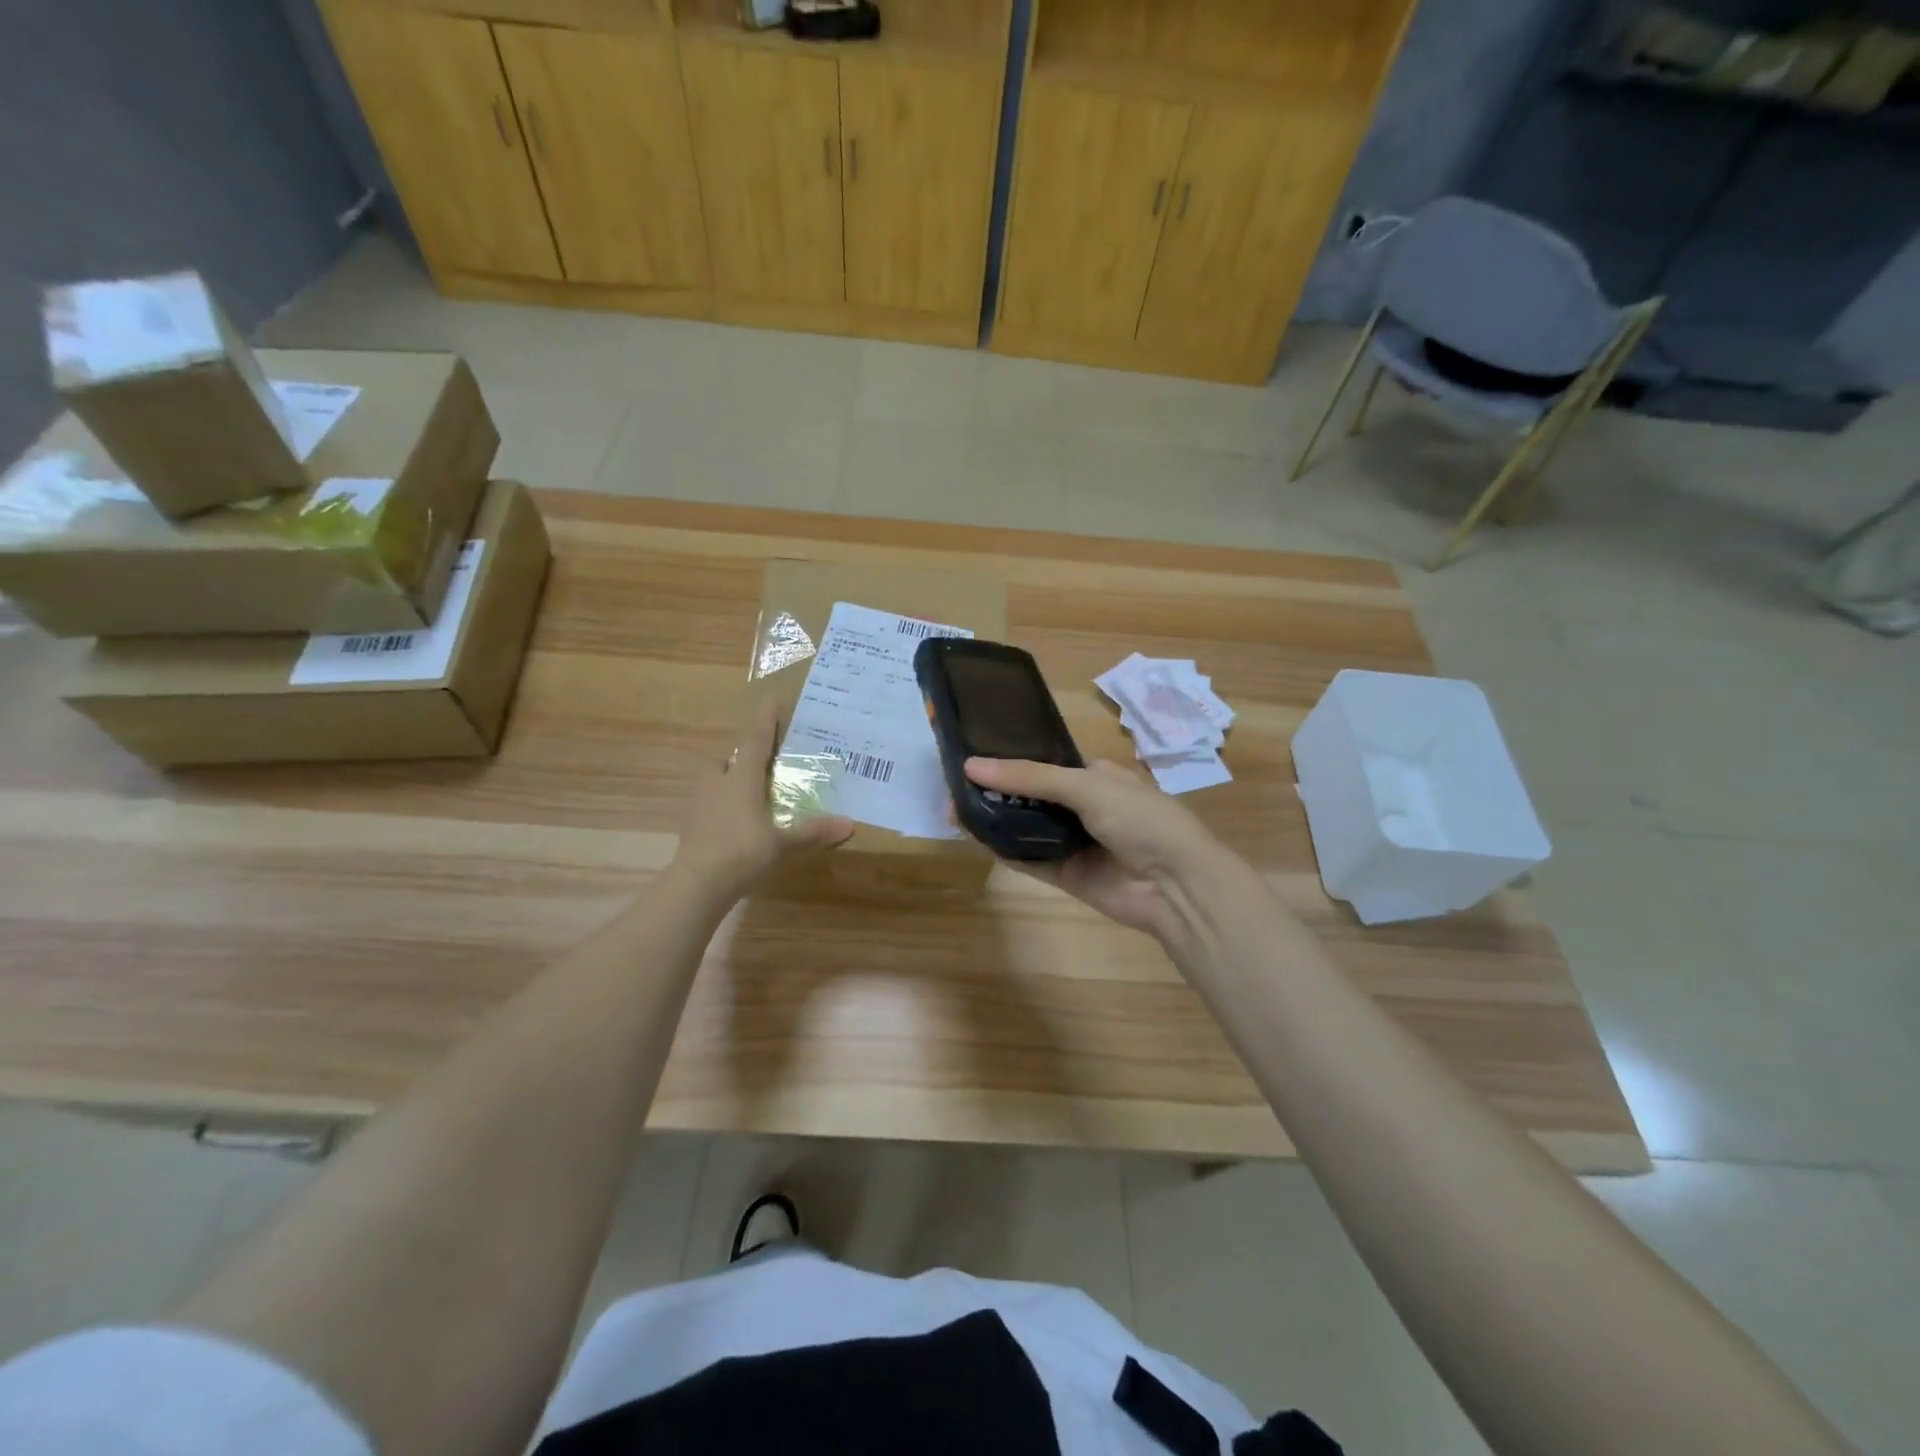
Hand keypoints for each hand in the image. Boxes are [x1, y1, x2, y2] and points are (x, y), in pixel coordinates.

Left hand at [671, 699, 853, 902]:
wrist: (696, 885)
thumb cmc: (741, 853)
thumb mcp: (783, 843)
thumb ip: (814, 831)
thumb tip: (850, 823)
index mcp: (741, 778)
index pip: (756, 740)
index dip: (765, 720)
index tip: (771, 699)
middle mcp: (718, 782)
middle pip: (731, 757)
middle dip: (747, 754)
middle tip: (767, 757)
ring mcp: (701, 802)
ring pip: (718, 778)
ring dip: (733, 777)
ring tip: (754, 787)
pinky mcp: (692, 823)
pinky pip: (712, 801)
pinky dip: (726, 802)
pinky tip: (739, 817)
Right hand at [963, 757, 1225, 939]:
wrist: (1175, 886)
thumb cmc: (1140, 819)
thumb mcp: (1087, 785)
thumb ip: (1031, 777)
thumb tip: (972, 765)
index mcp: (1095, 775)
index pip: (1045, 762)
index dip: (1011, 758)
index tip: (973, 753)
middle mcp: (1082, 806)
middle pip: (1030, 795)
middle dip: (996, 790)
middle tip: (953, 785)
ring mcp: (1073, 842)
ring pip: (1026, 827)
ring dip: (994, 819)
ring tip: (954, 809)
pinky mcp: (1065, 874)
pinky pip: (1029, 859)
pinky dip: (1004, 848)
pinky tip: (974, 836)